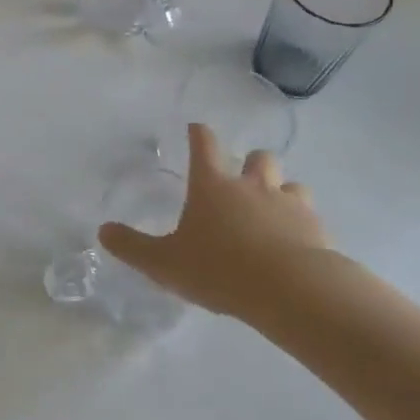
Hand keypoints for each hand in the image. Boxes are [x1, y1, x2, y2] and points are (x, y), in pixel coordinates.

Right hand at [100, 124, 331, 324]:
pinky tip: (298, 243)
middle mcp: (252, 186)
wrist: (291, 290)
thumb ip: (133, 246)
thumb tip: (102, 231)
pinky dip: (303, 223)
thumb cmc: (220, 269)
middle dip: (252, 163)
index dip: (199, 133)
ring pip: (291, 183)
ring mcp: (289, 204)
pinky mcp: (317, 229)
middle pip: (258, 157)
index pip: (204, 144)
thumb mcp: (165, 262)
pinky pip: (311, 215)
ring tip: (275, 211)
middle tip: (243, 181)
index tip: (196, 129)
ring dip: (283, 191)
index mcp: (213, 185)